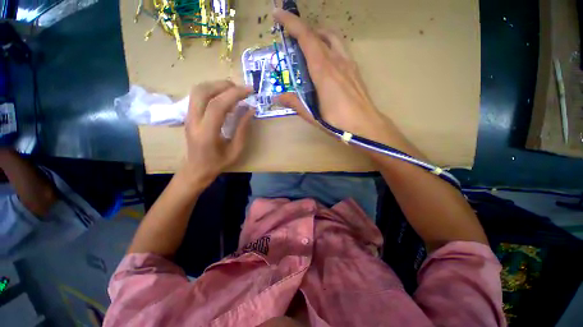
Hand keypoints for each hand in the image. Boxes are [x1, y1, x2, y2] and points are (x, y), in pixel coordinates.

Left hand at [181, 81, 253, 186]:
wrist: (196, 169)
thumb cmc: (218, 163)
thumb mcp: (236, 150)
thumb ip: (243, 129)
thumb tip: (251, 109)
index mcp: (206, 133)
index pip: (217, 105)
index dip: (234, 94)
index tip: (249, 90)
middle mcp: (193, 121)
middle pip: (203, 92)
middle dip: (224, 85)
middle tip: (241, 89)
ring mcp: (188, 116)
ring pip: (198, 90)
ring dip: (217, 85)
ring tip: (233, 90)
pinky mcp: (189, 115)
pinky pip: (198, 95)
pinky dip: (212, 90)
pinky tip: (224, 96)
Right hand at [273, 9, 404, 146]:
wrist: (365, 125)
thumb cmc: (338, 123)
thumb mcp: (313, 116)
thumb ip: (296, 103)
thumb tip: (278, 96)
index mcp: (323, 72)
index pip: (306, 38)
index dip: (292, 23)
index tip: (278, 13)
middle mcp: (336, 61)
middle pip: (318, 34)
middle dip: (303, 28)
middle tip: (291, 36)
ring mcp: (348, 64)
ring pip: (332, 37)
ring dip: (318, 34)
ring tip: (308, 44)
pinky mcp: (354, 70)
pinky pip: (340, 48)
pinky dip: (329, 44)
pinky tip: (325, 58)